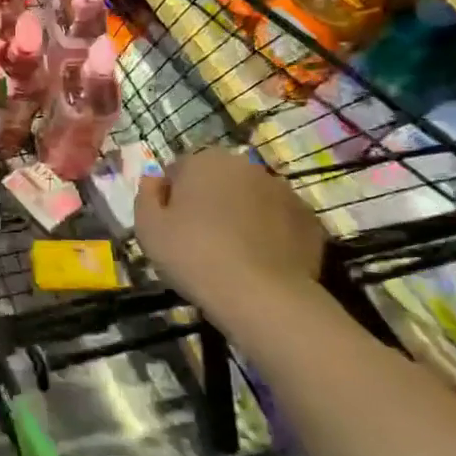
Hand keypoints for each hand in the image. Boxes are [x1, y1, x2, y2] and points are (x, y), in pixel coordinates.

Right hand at [135, 150, 325, 313]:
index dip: (171, 198)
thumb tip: (154, 179)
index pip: (179, 170)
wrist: (261, 295)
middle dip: (208, 201)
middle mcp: (246, 165)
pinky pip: (278, 221)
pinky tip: (258, 261)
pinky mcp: (309, 219)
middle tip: (198, 239)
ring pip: (250, 199)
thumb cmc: (192, 254)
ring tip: (231, 253)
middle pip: (218, 180)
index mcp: (204, 160)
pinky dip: (268, 233)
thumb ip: (146, 194)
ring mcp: (283, 191)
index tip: (170, 226)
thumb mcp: (147, 227)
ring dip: (240, 215)